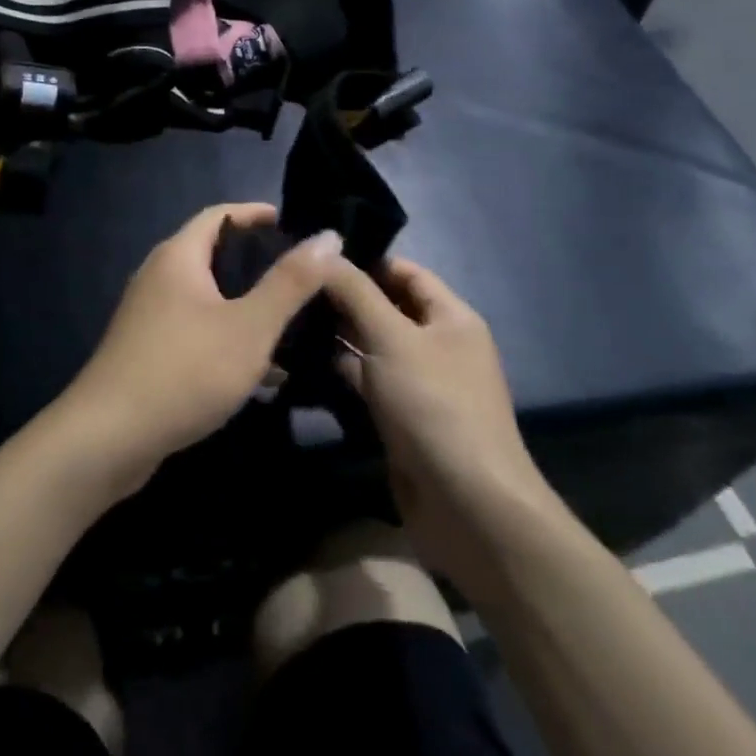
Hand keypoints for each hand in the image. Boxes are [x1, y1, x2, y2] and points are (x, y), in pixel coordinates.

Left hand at [59, 204, 341, 495]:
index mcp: (178, 257)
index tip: (291, 223)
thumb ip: (291, 282)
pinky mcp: (149, 352)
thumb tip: (329, 236)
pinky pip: (198, 331)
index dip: (256, 214)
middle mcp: (159, 277)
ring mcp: (150, 316)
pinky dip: (229, 339)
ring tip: (291, 323)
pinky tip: (262, 371)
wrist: (108, 439)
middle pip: (213, 255)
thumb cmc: (185, 370)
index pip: (220, 216)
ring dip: (247, 307)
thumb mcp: (250, 326)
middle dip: (257, 264)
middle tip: (300, 276)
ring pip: (208, 299)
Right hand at [322, 258, 553, 602]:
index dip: (366, 261)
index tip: (317, 257)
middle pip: (388, 308)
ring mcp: (421, 384)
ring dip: (340, 335)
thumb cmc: (433, 405)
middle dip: (346, 298)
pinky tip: (304, 360)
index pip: (407, 273)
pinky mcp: (403, 418)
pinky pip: (370, 382)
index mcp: (451, 317)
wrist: (467, 504)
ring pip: (375, 346)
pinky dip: (343, 370)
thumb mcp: (392, 338)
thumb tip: (326, 250)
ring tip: (289, 318)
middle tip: (293, 288)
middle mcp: (439, 345)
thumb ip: (356, 292)